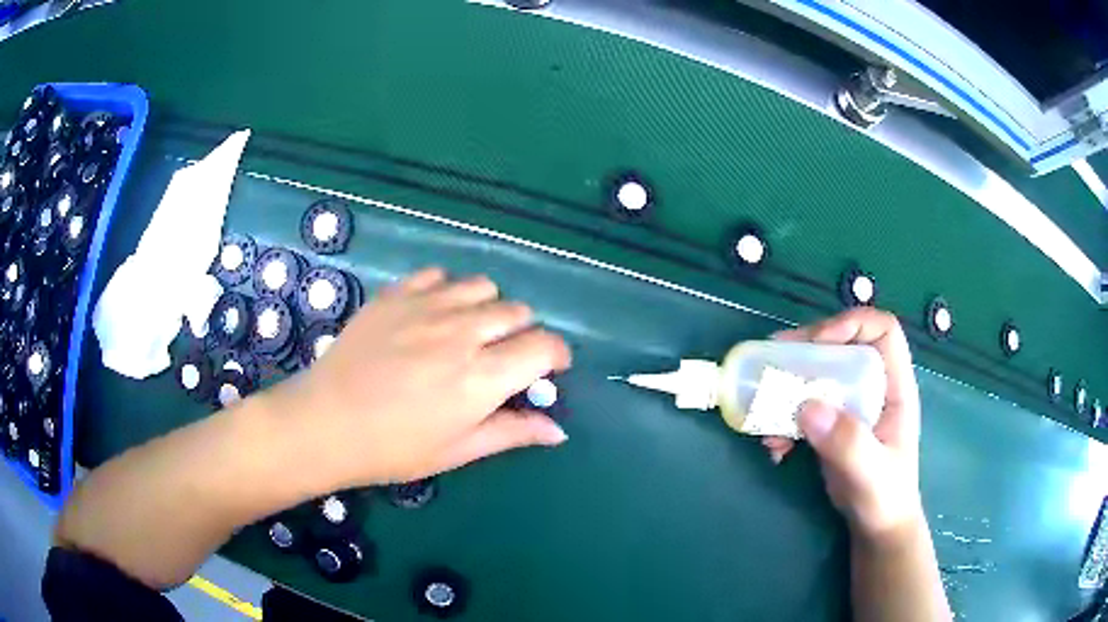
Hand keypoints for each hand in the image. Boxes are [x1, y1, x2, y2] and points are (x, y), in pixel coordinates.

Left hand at [265, 268, 571, 489]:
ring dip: (488, 307)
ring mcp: (427, 306)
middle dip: (523, 333)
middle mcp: (462, 332)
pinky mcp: (397, 294)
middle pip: (517, 312)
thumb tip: (558, 431)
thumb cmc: (393, 448)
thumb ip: (511, 433)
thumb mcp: (457, 450)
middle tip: (503, 357)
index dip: (556, 355)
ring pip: (482, 286)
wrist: (325, 423)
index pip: (544, 346)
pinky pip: (439, 275)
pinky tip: (434, 313)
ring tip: (470, 331)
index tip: (549, 369)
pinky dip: (448, 290)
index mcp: (482, 377)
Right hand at [762, 308, 923, 541]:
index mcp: (894, 387)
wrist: (876, 526)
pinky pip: (804, 406)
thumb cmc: (885, 498)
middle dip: (807, 351)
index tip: (817, 344)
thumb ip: (847, 442)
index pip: (883, 332)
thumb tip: (807, 405)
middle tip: (773, 360)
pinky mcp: (832, 424)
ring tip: (766, 413)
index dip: (851, 325)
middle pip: (842, 346)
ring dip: (787, 389)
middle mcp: (873, 387)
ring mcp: (851, 405)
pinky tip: (774, 448)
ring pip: (819, 374)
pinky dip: (784, 421)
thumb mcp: (870, 473)